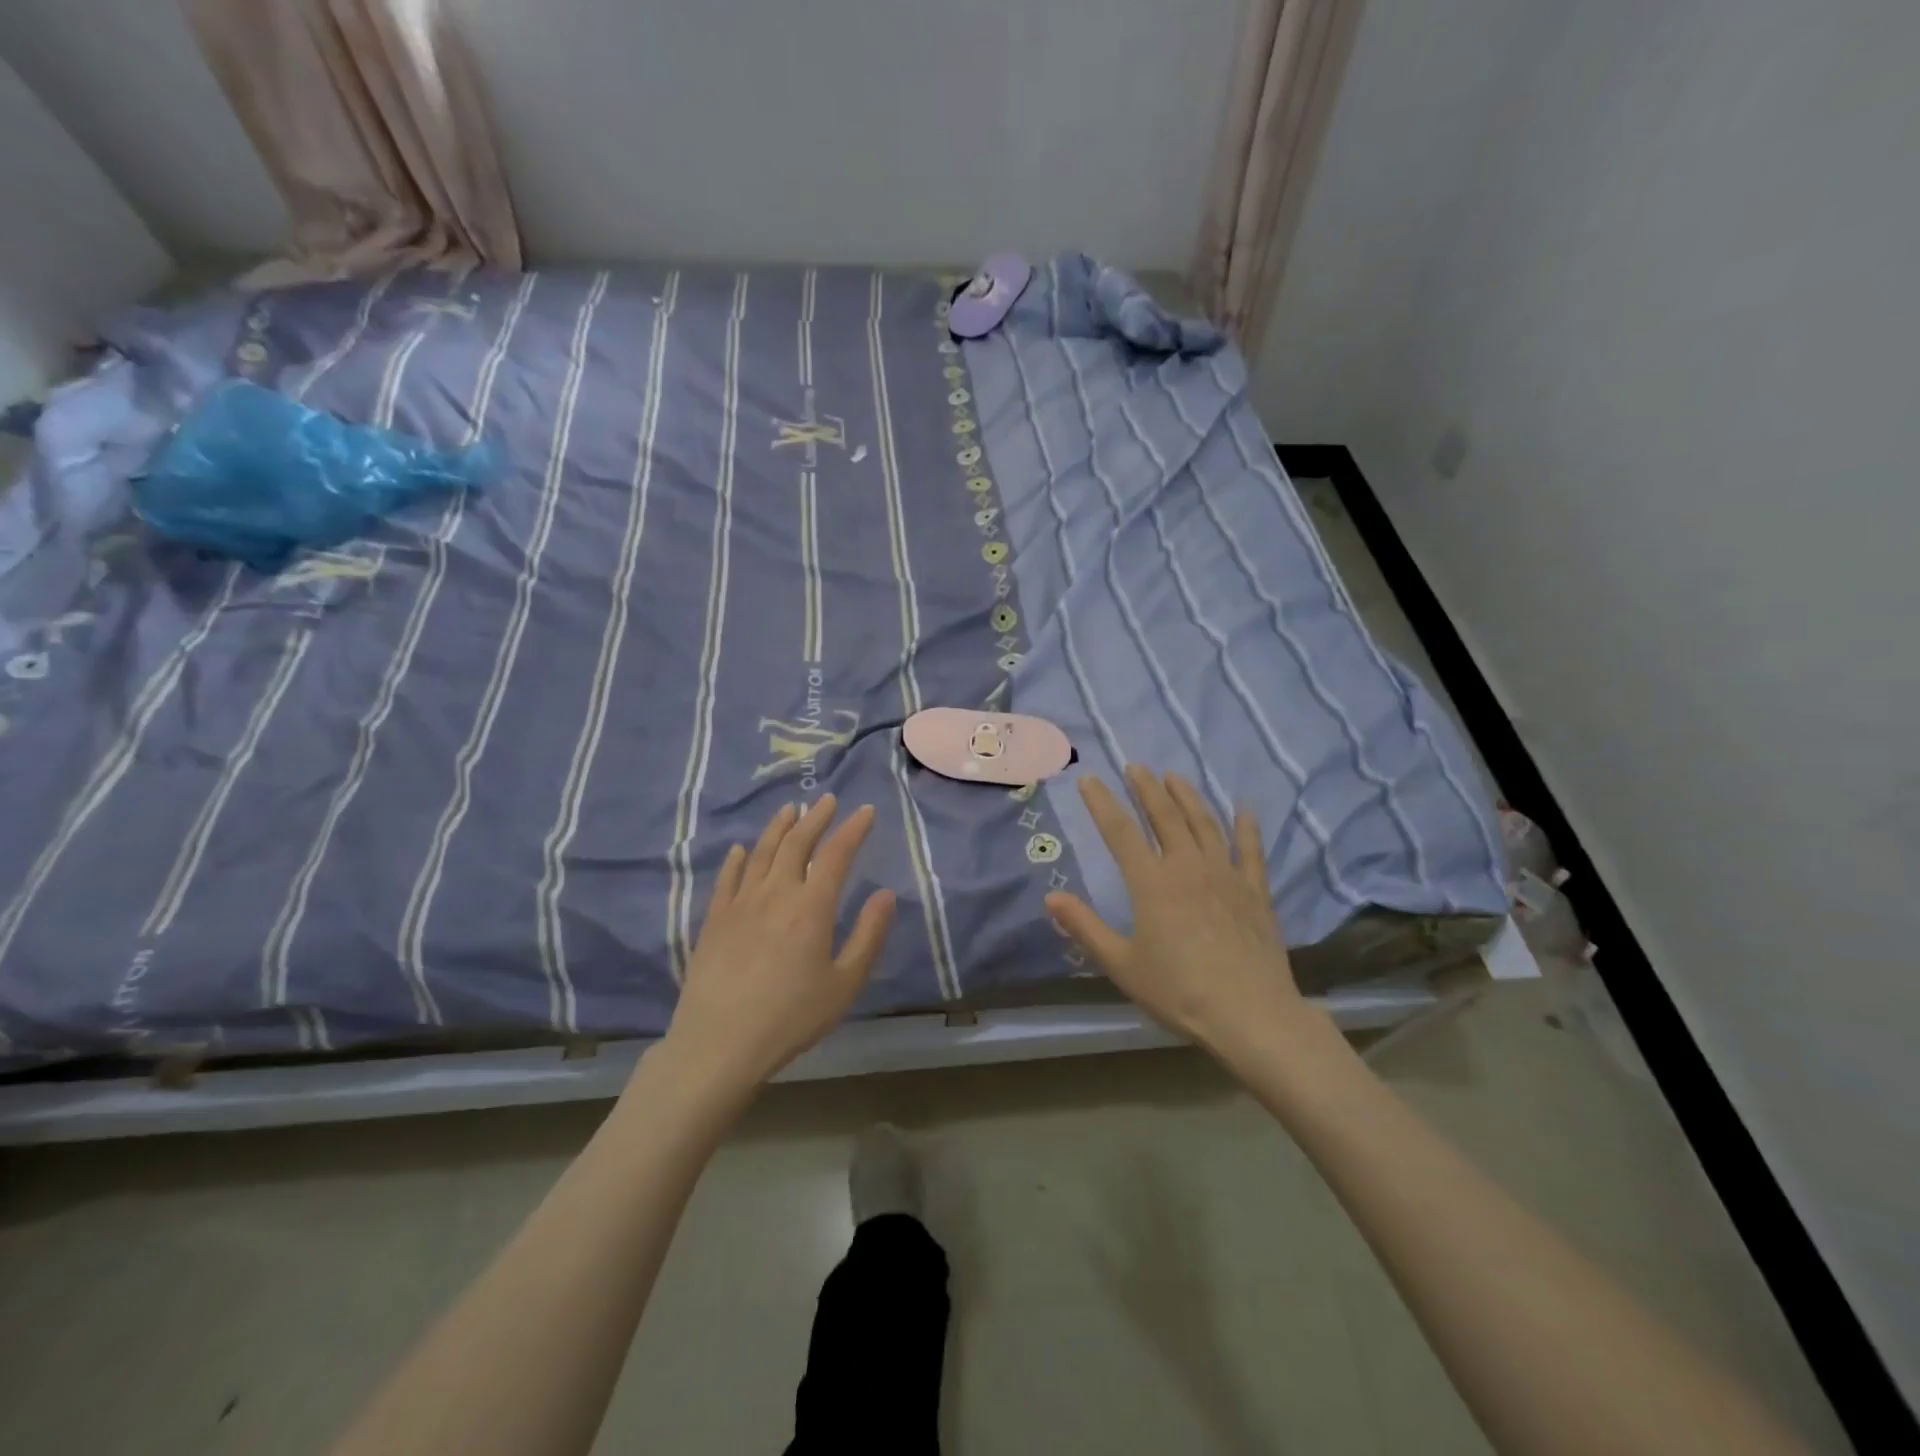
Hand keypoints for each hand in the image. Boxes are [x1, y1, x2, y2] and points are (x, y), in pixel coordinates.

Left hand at [663, 795, 895, 1095]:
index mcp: (812, 906)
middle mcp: (776, 892)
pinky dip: (738, 858)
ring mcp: (740, 903)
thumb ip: (868, 935)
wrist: (719, 1043)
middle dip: (816, 818)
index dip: (853, 829)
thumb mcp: (844, 983)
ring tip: (790, 810)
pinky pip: (728, 877)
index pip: (836, 854)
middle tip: (827, 800)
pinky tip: (742, 850)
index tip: (866, 811)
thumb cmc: (791, 1017)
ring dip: (778, 827)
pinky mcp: (714, 919)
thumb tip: (885, 894)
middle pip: (797, 843)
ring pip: (762, 852)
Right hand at [1044, 766, 1314, 1070]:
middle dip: (1147, 789)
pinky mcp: (1255, 891)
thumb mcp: (1121, 965)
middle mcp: (1188, 867)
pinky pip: (1251, 850)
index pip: (1120, 831)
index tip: (1089, 780)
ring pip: (1204, 823)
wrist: (1251, 1016)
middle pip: (1164, 816)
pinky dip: (1246, 827)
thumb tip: (1051, 898)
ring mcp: (1226, 875)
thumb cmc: (1179, 992)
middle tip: (1136, 766)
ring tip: (1174, 776)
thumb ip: (1085, 928)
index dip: (1102, 803)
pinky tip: (1243, 809)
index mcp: (1151, 883)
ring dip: (1188, 796)